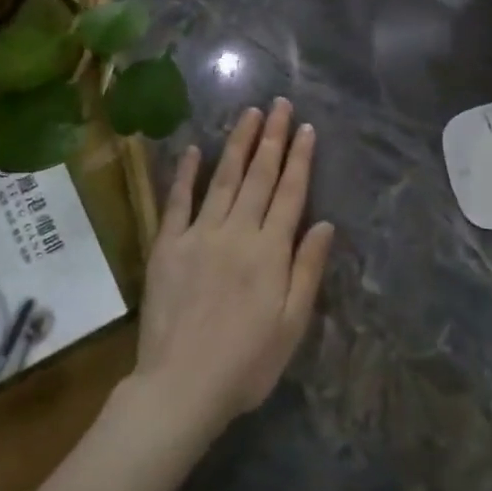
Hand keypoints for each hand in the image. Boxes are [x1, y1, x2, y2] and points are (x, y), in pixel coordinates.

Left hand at [132, 99, 333, 436]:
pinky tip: (193, 149)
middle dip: (272, 137)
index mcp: (270, 251)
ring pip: (223, 179)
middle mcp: (237, 232)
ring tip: (249, 114)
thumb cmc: (247, 362)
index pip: (290, 192)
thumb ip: (307, 269)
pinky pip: (177, 202)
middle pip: (259, 176)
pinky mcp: (167, 246)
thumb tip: (324, 223)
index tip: (306, 128)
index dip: (299, 158)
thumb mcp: (293, 324)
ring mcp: (199, 235)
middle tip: (279, 104)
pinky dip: (185, 173)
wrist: (181, 386)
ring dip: (237, 143)